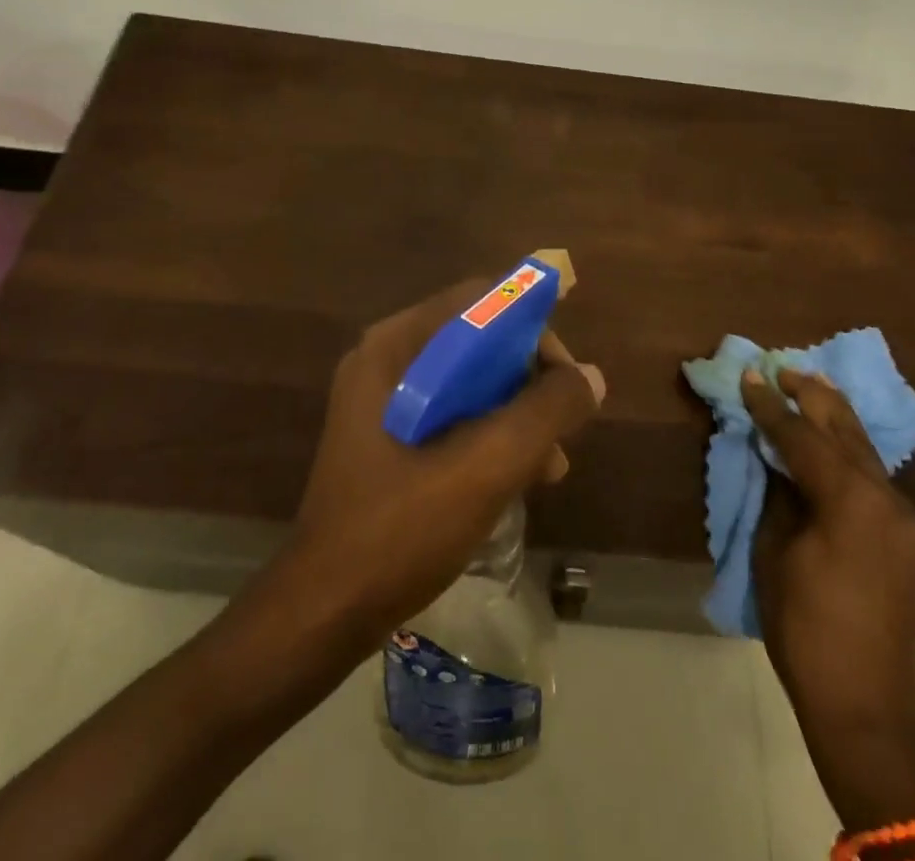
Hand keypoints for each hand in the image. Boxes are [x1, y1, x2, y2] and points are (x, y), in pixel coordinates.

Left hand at [279, 280, 605, 643]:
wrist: (324, 612)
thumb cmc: (402, 528)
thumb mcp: (486, 465)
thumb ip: (544, 411)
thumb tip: (590, 377)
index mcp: (396, 346)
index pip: (480, 301)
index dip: (532, 328)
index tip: (567, 378)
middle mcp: (386, 359)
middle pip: (477, 340)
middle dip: (529, 380)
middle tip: (564, 428)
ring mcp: (383, 399)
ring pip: (469, 381)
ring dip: (515, 413)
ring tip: (550, 467)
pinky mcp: (387, 436)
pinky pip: (452, 413)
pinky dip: (489, 434)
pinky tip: (518, 478)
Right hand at [742, 369, 914, 834]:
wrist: (865, 704)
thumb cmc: (805, 627)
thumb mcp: (775, 552)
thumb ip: (779, 494)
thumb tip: (776, 458)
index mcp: (850, 499)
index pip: (802, 436)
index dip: (770, 405)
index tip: (748, 375)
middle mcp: (885, 497)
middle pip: (843, 429)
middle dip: (810, 395)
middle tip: (781, 367)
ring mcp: (902, 515)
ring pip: (863, 446)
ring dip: (833, 414)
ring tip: (806, 384)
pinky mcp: (904, 532)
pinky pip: (872, 472)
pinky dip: (847, 446)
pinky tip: (830, 433)